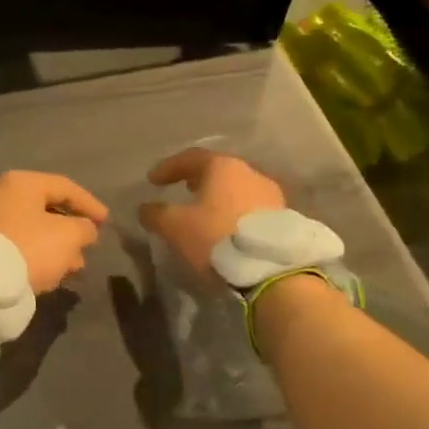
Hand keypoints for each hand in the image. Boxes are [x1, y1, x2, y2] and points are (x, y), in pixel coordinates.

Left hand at [0, 171, 107, 293]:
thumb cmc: (28, 248)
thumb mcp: (67, 236)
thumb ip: (84, 228)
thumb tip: (84, 229)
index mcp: (21, 183)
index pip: (64, 187)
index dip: (89, 204)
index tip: (106, 222)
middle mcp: (0, 194)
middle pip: (46, 208)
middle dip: (71, 230)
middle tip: (88, 248)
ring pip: (32, 229)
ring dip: (55, 246)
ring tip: (72, 268)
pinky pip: (16, 243)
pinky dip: (35, 254)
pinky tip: (48, 274)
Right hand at [139, 148, 284, 283]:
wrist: (272, 270)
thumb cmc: (216, 237)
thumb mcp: (174, 226)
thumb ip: (155, 213)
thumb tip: (145, 208)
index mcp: (223, 167)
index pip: (191, 157)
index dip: (168, 167)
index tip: (152, 180)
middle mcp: (250, 173)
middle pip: (218, 171)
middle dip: (197, 179)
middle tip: (182, 189)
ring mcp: (272, 196)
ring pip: (237, 190)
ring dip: (218, 198)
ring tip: (204, 212)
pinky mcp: (284, 219)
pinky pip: (251, 209)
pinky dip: (234, 213)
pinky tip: (225, 228)